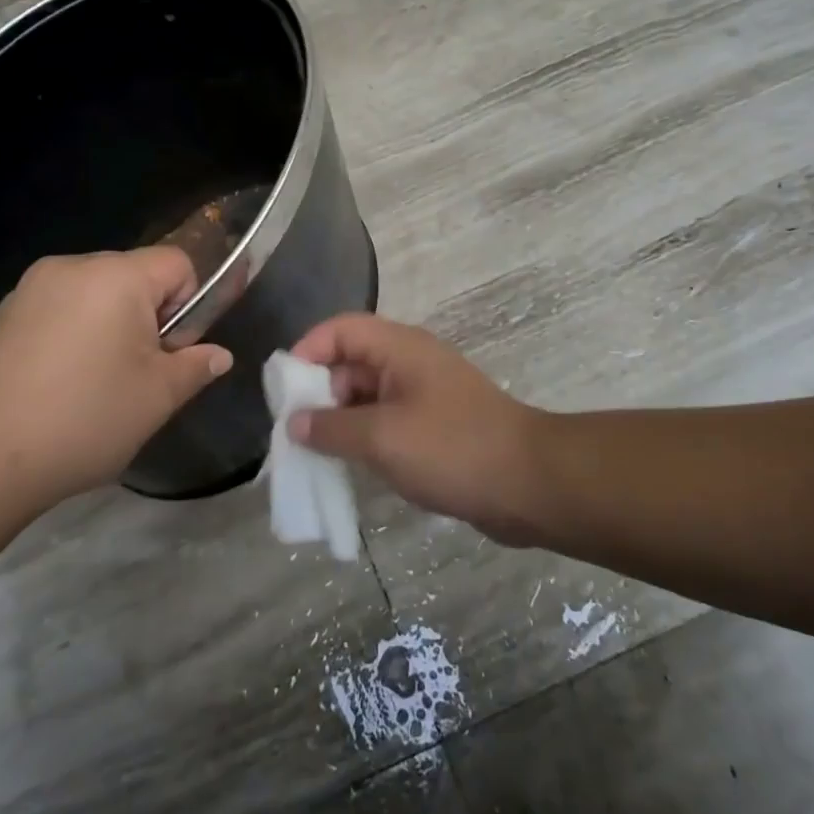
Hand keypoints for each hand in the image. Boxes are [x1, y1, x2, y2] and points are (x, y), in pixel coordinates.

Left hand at [0, 248, 231, 511]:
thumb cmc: (84, 420)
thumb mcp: (158, 398)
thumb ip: (196, 366)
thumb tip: (218, 356)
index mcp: (115, 276)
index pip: (177, 263)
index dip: (190, 303)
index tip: (171, 350)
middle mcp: (69, 267)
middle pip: (133, 276)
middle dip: (147, 316)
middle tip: (136, 373)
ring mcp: (27, 290)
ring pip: (92, 295)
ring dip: (107, 326)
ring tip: (91, 384)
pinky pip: (55, 312)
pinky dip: (68, 336)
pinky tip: (52, 387)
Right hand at [290, 314, 545, 543]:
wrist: (529, 484)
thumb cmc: (452, 448)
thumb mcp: (382, 438)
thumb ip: (331, 428)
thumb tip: (294, 423)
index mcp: (400, 348)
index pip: (341, 329)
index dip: (307, 351)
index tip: (284, 391)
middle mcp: (410, 362)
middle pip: (350, 361)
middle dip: (318, 392)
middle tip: (294, 431)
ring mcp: (424, 394)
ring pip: (367, 395)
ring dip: (339, 420)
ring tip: (314, 454)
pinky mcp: (435, 425)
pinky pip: (386, 421)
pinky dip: (364, 437)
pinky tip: (350, 466)